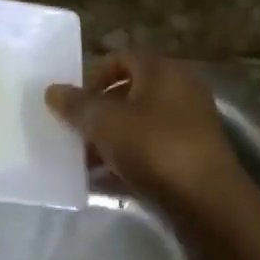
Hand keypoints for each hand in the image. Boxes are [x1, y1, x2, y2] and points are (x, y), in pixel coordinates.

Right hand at [45, 52, 243, 203]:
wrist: (206, 201)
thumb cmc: (153, 147)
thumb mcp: (105, 122)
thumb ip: (76, 105)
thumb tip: (52, 90)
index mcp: (162, 70)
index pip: (121, 58)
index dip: (92, 75)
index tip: (72, 100)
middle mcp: (179, 90)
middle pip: (129, 92)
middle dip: (97, 111)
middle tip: (73, 130)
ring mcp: (188, 125)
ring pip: (138, 124)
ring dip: (109, 139)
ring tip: (82, 160)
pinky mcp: (190, 157)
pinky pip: (150, 150)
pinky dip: (126, 160)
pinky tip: (102, 180)